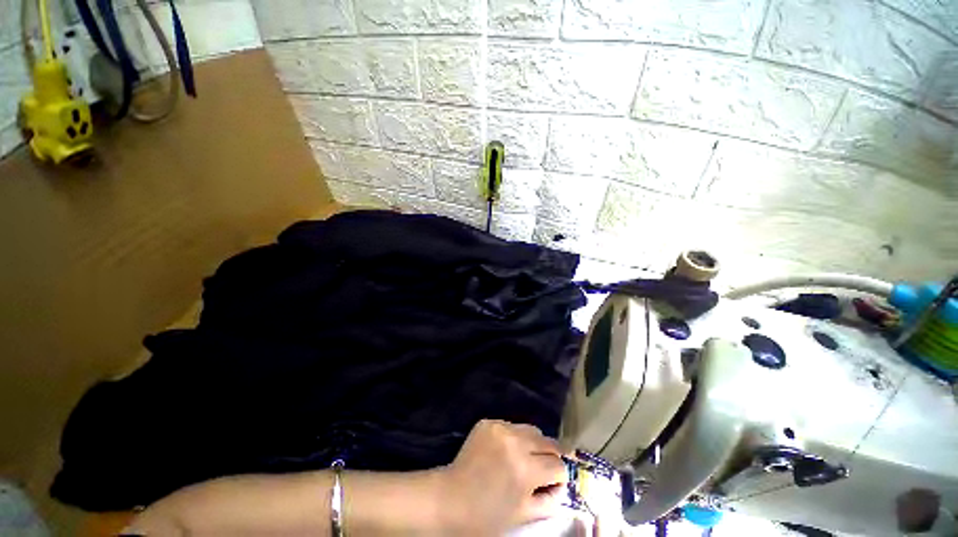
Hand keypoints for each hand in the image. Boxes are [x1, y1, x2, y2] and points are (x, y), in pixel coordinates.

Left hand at [441, 419, 568, 533]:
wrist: (450, 499)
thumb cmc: (487, 515)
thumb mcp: (524, 515)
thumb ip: (550, 500)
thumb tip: (561, 484)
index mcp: (525, 469)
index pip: (558, 465)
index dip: (559, 477)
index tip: (554, 483)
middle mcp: (515, 441)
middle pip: (548, 441)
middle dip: (551, 455)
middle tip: (545, 466)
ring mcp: (500, 427)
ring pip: (531, 429)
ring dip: (534, 443)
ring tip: (525, 456)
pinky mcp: (488, 422)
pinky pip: (512, 426)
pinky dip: (515, 437)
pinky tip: (505, 451)